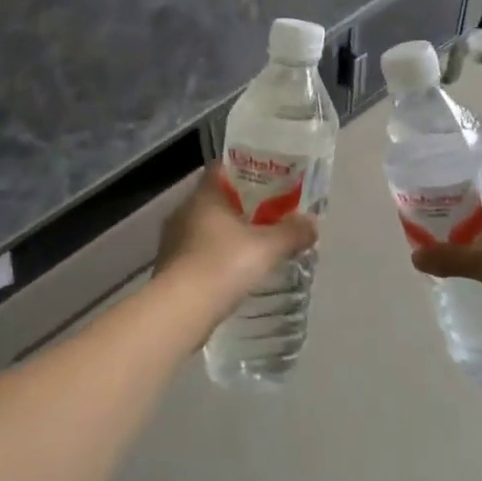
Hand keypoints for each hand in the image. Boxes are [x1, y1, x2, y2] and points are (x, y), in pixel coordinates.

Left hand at [150, 168, 318, 339]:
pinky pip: (197, 252)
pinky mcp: (169, 267)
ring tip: (253, 245)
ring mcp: (172, 240)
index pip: (221, 169)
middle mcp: (183, 211)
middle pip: (215, 199)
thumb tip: (313, 223)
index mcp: (204, 195)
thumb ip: (292, 233)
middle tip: (268, 214)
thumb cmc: (223, 265)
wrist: (180, 311)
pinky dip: (214, 256)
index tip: (266, 181)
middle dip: (240, 206)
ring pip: (204, 227)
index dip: (244, 172)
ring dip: (226, 234)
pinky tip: (232, 271)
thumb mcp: (267, 248)